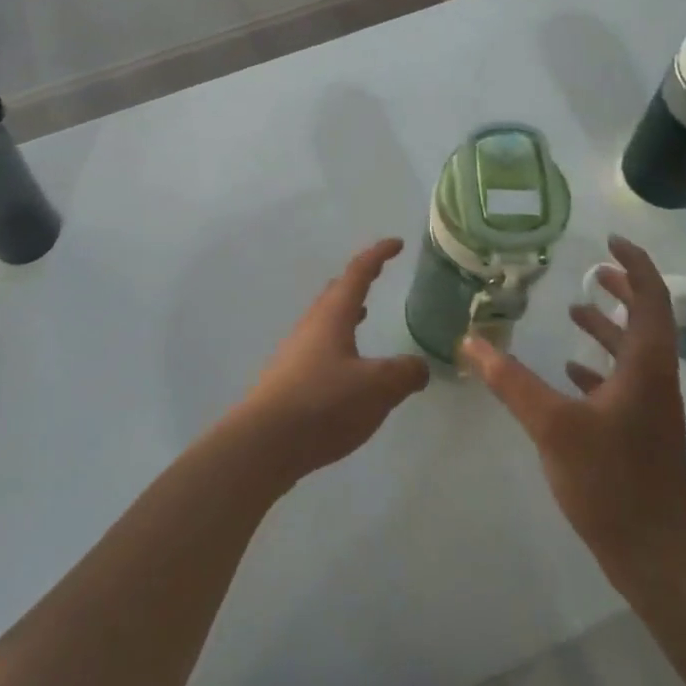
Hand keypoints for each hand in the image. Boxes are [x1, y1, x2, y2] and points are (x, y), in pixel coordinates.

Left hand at [229, 239, 430, 484]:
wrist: (266, 442)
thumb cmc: (324, 404)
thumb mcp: (378, 388)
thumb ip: (404, 373)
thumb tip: (419, 366)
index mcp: (332, 316)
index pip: (358, 273)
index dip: (378, 255)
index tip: (396, 243)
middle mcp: (311, 326)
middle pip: (335, 293)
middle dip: (357, 281)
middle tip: (376, 276)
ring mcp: (296, 352)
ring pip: (324, 320)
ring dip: (345, 313)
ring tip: (363, 315)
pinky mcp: (289, 379)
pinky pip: (319, 347)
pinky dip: (338, 342)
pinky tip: (346, 367)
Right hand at [461, 236, 685, 599]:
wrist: (655, 555)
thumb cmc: (611, 481)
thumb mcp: (552, 424)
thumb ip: (509, 379)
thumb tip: (469, 341)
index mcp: (646, 367)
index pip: (652, 299)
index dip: (636, 266)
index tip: (610, 243)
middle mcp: (655, 381)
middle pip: (648, 321)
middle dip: (624, 291)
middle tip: (594, 271)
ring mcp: (651, 410)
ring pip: (634, 353)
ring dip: (609, 328)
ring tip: (575, 311)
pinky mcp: (640, 434)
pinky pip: (623, 384)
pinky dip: (598, 366)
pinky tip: (569, 371)